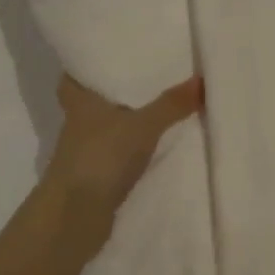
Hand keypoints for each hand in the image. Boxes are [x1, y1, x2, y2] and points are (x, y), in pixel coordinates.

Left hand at [43, 73, 203, 217]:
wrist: (75, 217)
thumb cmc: (100, 157)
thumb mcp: (142, 126)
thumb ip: (171, 105)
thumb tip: (202, 79)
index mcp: (80, 103)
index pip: (72, 78)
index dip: (83, 68)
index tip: (103, 57)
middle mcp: (78, 126)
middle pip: (90, 104)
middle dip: (111, 94)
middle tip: (142, 78)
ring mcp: (85, 155)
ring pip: (104, 130)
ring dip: (123, 124)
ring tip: (157, 109)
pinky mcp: (95, 179)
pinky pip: (116, 156)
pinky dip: (130, 152)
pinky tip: (154, 149)